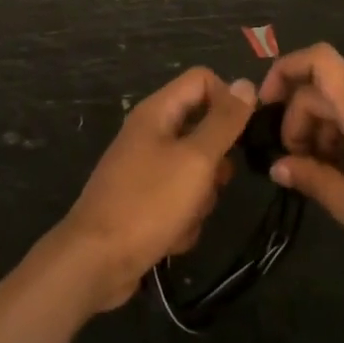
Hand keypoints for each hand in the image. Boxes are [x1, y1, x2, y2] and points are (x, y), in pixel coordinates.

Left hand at [50, 68, 252, 313]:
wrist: (97, 262)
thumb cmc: (148, 203)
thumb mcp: (195, 159)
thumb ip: (223, 122)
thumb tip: (246, 83)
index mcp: (157, 111)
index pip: (202, 81)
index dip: (227, 100)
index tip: (241, 134)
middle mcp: (151, 133)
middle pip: (203, 129)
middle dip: (215, 163)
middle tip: (211, 183)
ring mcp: (146, 169)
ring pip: (196, 171)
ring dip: (200, 198)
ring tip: (186, 216)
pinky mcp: (146, 202)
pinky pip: (181, 201)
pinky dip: (183, 219)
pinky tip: (172, 237)